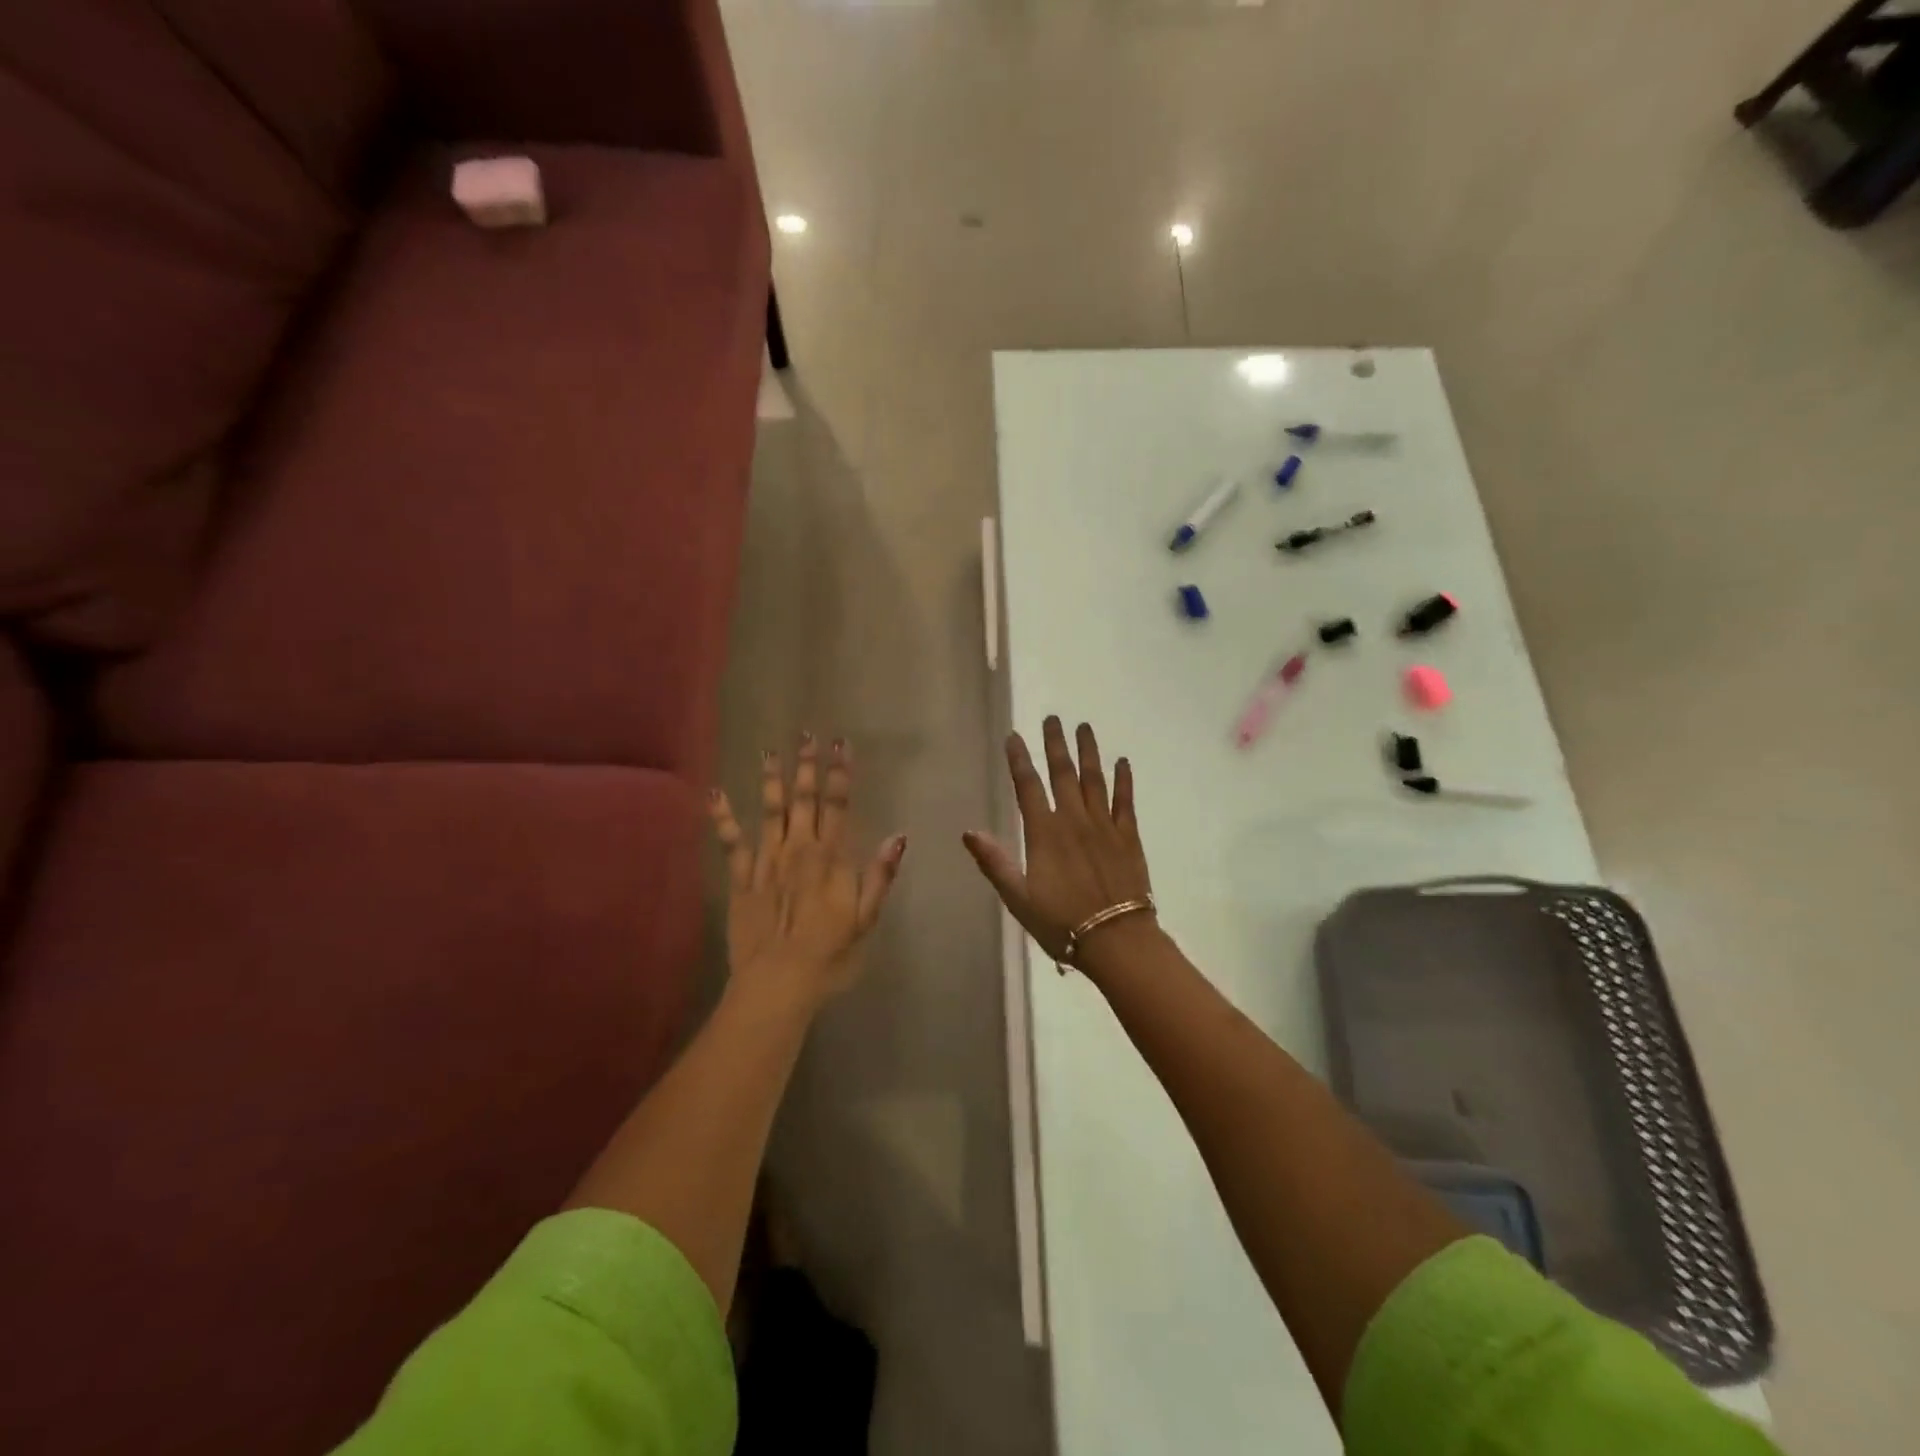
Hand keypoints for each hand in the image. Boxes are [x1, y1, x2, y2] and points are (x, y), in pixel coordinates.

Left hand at [709, 734, 905, 1008]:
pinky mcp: (741, 878)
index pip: (838, 806)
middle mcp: (799, 850)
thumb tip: (898, 836)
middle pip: (803, 800)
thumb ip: (880, 875)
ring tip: (770, 752)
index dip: (840, 774)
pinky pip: (731, 842)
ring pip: (770, 811)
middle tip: (806, 736)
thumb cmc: (830, 954)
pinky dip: (722, 817)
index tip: (841, 745)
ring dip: (771, 780)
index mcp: (831, 858)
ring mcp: (766, 861)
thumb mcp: (866, 919)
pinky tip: (715, 793)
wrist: (778, 982)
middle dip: (806, 766)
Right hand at [962, 717, 1154, 965]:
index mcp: (1044, 833)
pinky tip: (1122, 762)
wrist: (1116, 939)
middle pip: (1063, 773)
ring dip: (1089, 752)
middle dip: (1055, 744)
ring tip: (1084, 727)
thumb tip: (969, 831)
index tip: (1014, 736)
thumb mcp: (1018, 898)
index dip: (1019, 760)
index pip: (1028, 786)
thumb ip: (994, 862)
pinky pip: (1125, 801)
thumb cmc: (1061, 922)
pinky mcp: (1128, 837)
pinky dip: (1123, 780)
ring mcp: (1104, 825)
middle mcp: (1074, 820)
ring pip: (1094, 779)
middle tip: (1053, 718)